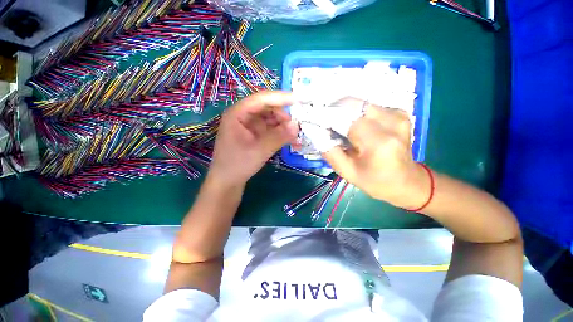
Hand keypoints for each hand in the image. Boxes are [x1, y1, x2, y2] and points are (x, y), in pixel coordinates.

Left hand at [208, 91, 298, 187]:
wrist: (227, 182)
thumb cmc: (237, 165)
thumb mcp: (259, 151)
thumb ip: (278, 137)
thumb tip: (297, 125)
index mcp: (238, 114)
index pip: (261, 99)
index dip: (281, 98)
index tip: (299, 100)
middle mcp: (244, 116)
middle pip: (267, 109)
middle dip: (283, 117)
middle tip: (296, 128)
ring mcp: (250, 126)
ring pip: (271, 120)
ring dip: (284, 127)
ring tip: (296, 138)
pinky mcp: (255, 136)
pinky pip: (271, 130)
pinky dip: (281, 135)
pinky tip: (291, 142)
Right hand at [322, 98, 428, 208]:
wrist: (407, 181)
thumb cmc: (376, 182)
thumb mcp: (347, 172)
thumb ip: (329, 150)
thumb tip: (314, 131)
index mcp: (378, 142)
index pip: (344, 118)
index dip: (323, 115)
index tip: (307, 115)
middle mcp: (391, 121)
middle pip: (352, 104)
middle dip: (330, 108)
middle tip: (317, 117)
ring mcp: (397, 114)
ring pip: (359, 102)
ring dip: (340, 109)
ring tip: (330, 120)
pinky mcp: (398, 112)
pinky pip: (368, 106)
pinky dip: (352, 111)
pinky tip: (347, 122)